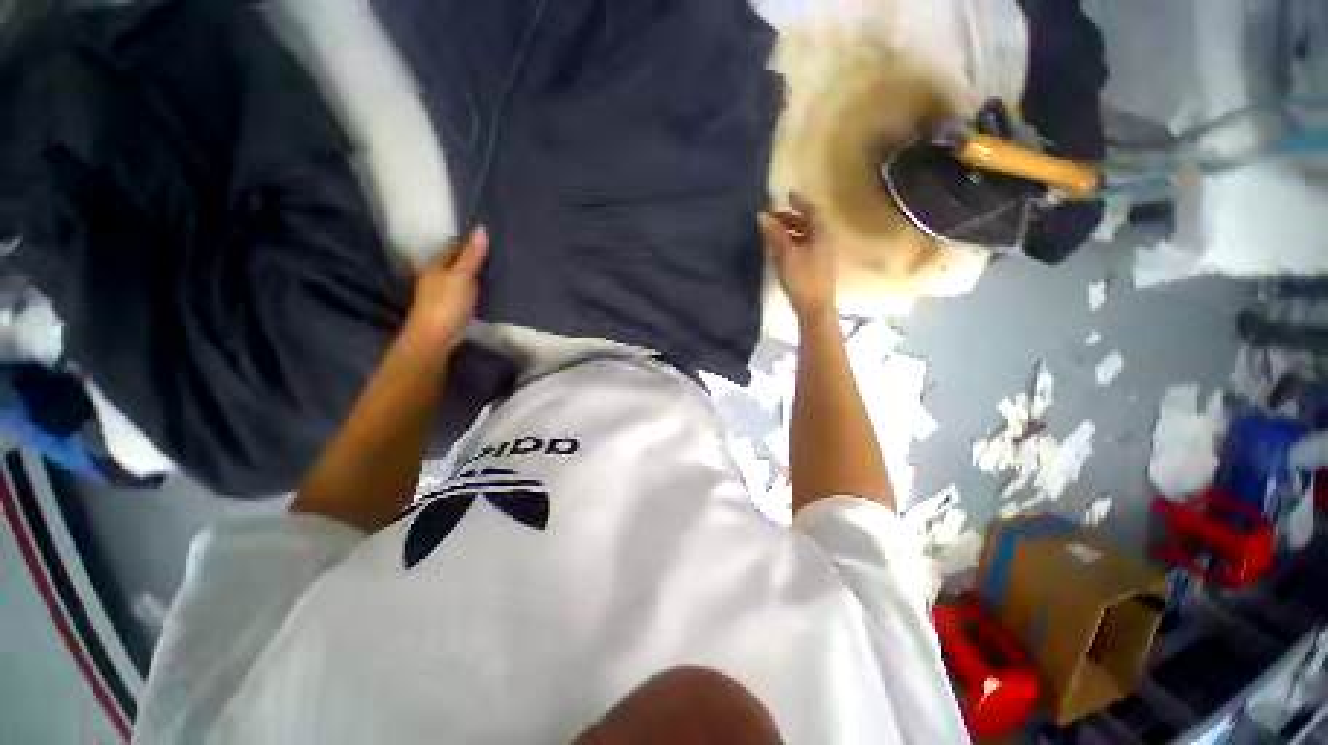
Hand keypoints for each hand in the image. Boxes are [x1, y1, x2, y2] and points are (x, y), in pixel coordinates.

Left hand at [404, 225, 488, 353]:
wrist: (435, 337)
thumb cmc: (446, 304)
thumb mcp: (462, 276)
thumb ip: (472, 256)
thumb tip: (480, 229)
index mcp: (436, 266)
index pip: (453, 247)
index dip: (467, 241)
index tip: (486, 237)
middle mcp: (436, 277)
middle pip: (455, 262)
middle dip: (470, 257)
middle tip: (494, 253)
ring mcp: (441, 294)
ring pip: (458, 278)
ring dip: (472, 274)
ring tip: (493, 270)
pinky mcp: (449, 309)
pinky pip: (463, 292)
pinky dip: (473, 289)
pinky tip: (484, 290)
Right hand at [761, 193, 835, 321]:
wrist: (814, 307)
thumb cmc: (802, 278)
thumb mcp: (787, 254)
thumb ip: (775, 234)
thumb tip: (763, 217)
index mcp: (821, 234)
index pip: (811, 211)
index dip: (799, 202)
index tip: (786, 196)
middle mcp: (823, 242)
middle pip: (807, 224)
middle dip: (789, 219)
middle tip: (771, 218)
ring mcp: (820, 256)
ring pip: (803, 238)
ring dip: (788, 233)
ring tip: (770, 234)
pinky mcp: (814, 269)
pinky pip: (802, 250)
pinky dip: (790, 246)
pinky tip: (777, 252)